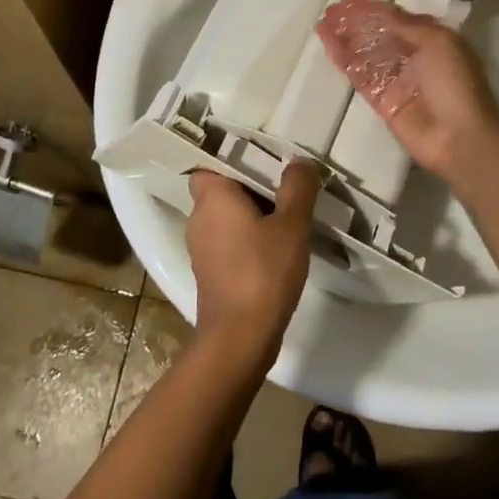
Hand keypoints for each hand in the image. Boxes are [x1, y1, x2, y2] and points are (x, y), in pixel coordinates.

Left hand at [185, 163, 319, 365]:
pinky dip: (246, 240)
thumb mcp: (291, 225)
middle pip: (221, 190)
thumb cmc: (263, 272)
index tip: (264, 162)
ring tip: (285, 218)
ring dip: (250, 216)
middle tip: (284, 188)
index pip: (210, 164)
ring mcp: (200, 248)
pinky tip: (274, 250)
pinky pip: (227, 242)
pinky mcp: (209, 272)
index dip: (234, 160)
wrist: (239, 338)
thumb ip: (297, 188)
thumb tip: (299, 162)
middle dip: (250, 188)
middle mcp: (198, 218)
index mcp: (212, 197)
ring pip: (225, 218)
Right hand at [316, 0, 498, 180]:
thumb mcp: (437, 42)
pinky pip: (358, 75)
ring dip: (345, 38)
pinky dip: (343, 59)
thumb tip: (379, 13)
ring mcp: (395, 79)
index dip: (373, 9)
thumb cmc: (454, 82)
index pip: (397, 18)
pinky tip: (328, 45)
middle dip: (356, 22)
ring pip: (365, 53)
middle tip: (331, 11)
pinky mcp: (381, 100)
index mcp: (432, 40)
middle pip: (378, 34)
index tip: (348, 1)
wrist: (458, 136)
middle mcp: (412, 56)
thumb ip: (406, 26)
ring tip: (323, 23)